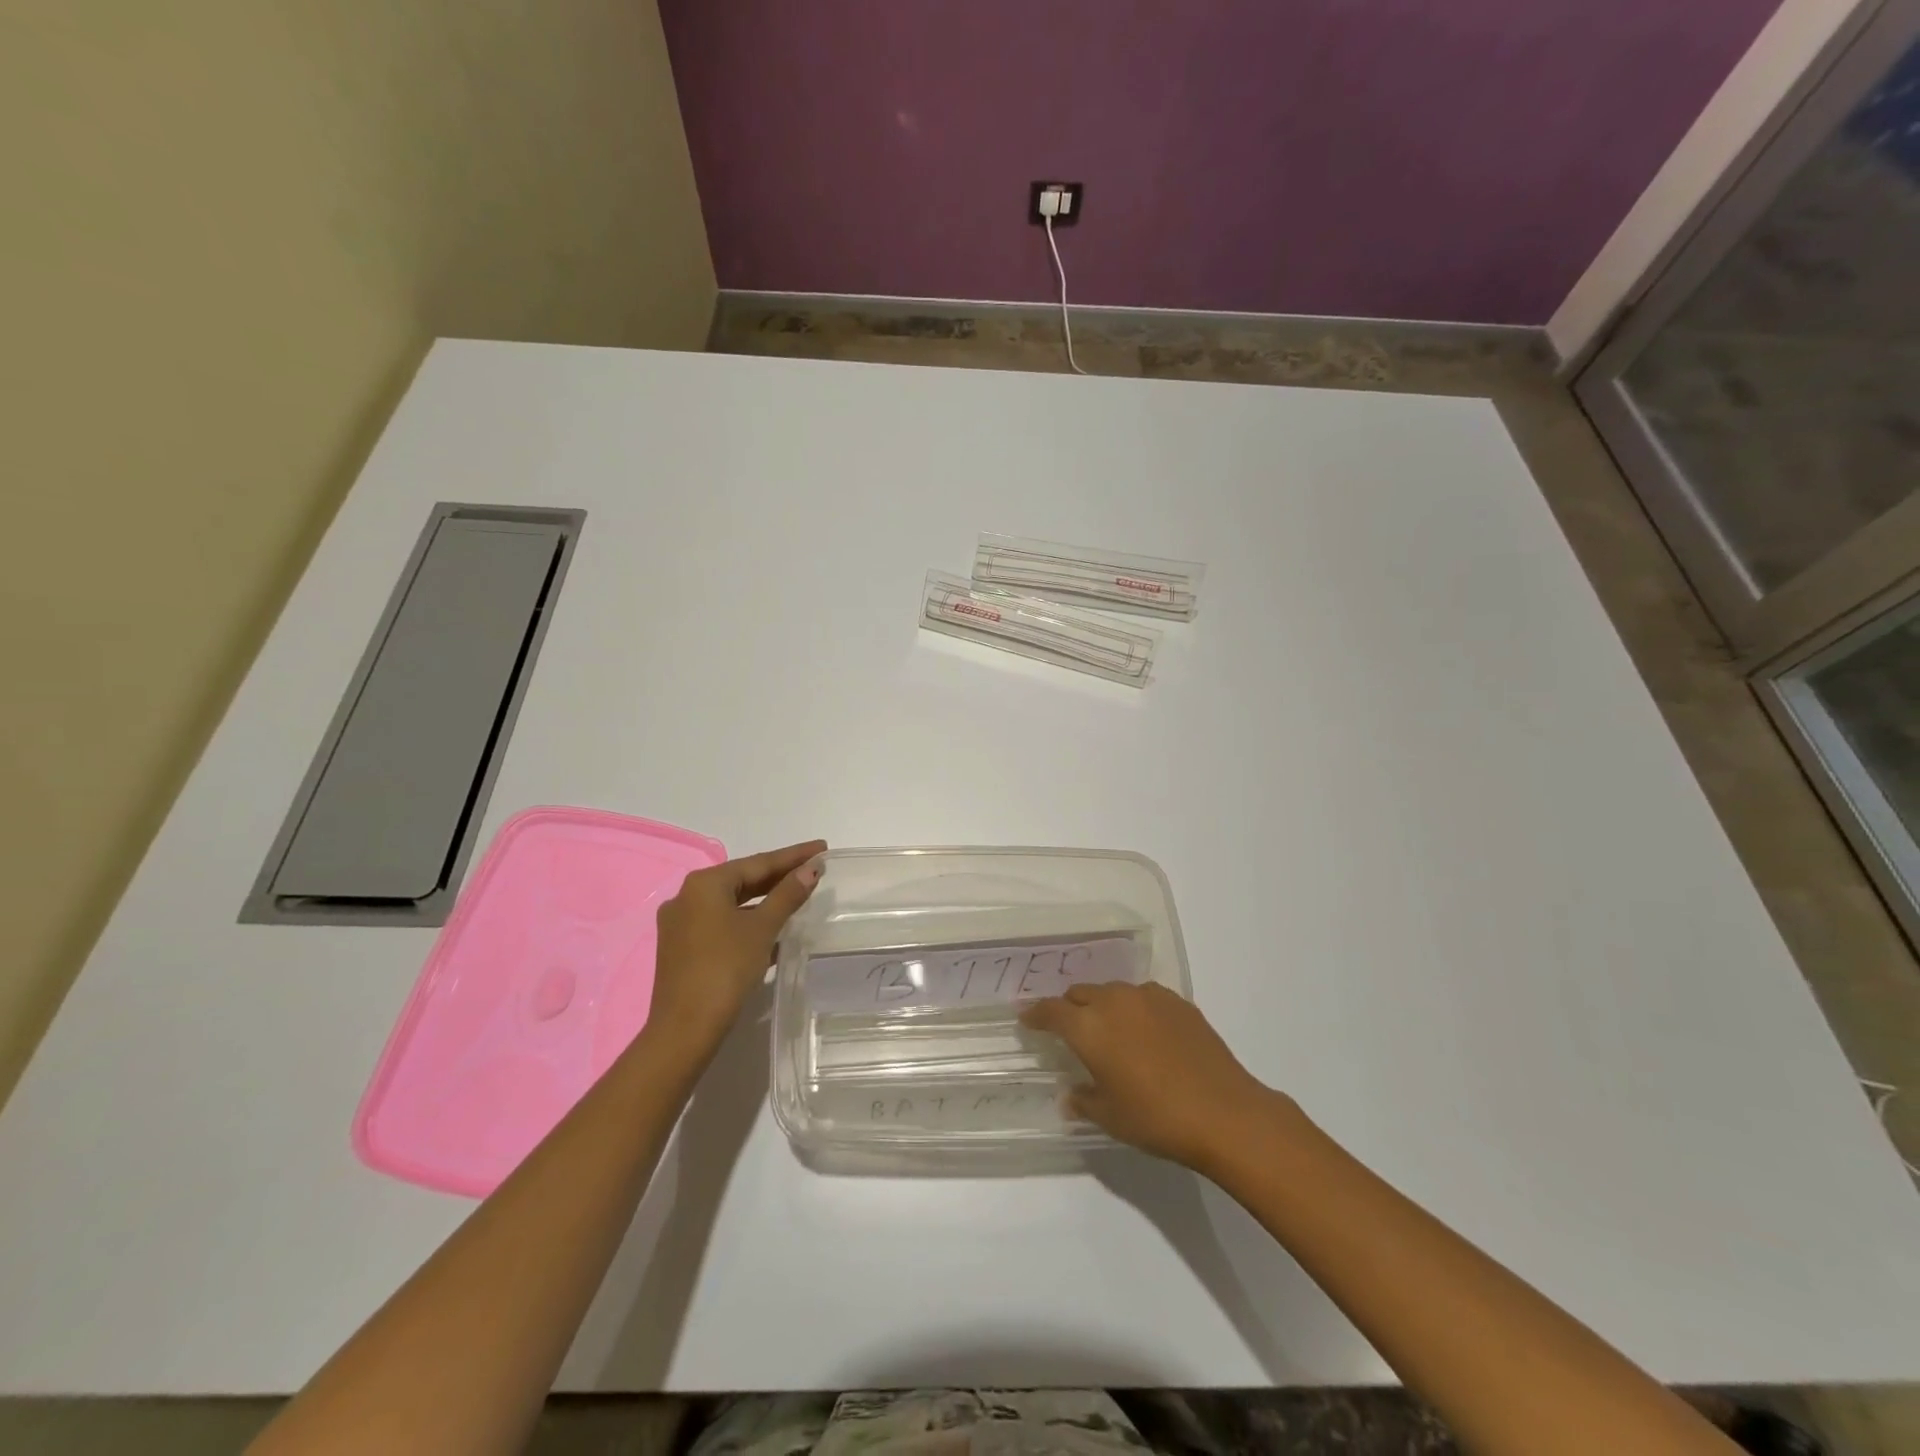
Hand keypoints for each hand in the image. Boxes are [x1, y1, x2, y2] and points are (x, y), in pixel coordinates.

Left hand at [648, 840, 825, 1058]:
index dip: (794, 856)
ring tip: (799, 896)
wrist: (685, 1029)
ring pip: (733, 903)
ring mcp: (681, 924)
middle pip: (743, 880)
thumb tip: (811, 869)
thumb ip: (787, 895)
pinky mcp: (683, 948)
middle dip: (780, 876)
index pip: (758, 862)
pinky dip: (748, 921)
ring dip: (765, 900)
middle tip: (814, 869)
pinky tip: (774, 929)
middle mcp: (687, 897)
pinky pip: (722, 923)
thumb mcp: (762, 928)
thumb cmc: (725, 969)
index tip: (822, 849)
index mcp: (704, 884)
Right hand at [1021, 982, 1285, 1172]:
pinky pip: (1143, 997)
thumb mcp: (1110, 1117)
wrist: (1223, 1111)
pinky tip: (1146, 1033)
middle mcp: (1113, 1001)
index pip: (1051, 1011)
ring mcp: (1147, 997)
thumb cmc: (1156, 1118)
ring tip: (1110, 1030)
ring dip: (1103, 1006)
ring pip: (1112, 992)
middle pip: (1080, 994)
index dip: (1036, 1014)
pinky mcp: (1177, 1001)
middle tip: (1070, 1030)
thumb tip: (1070, 1094)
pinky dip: (1134, 1009)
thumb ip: (1084, 1100)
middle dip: (1069, 1008)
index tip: (1027, 1019)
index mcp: (1088, 1027)